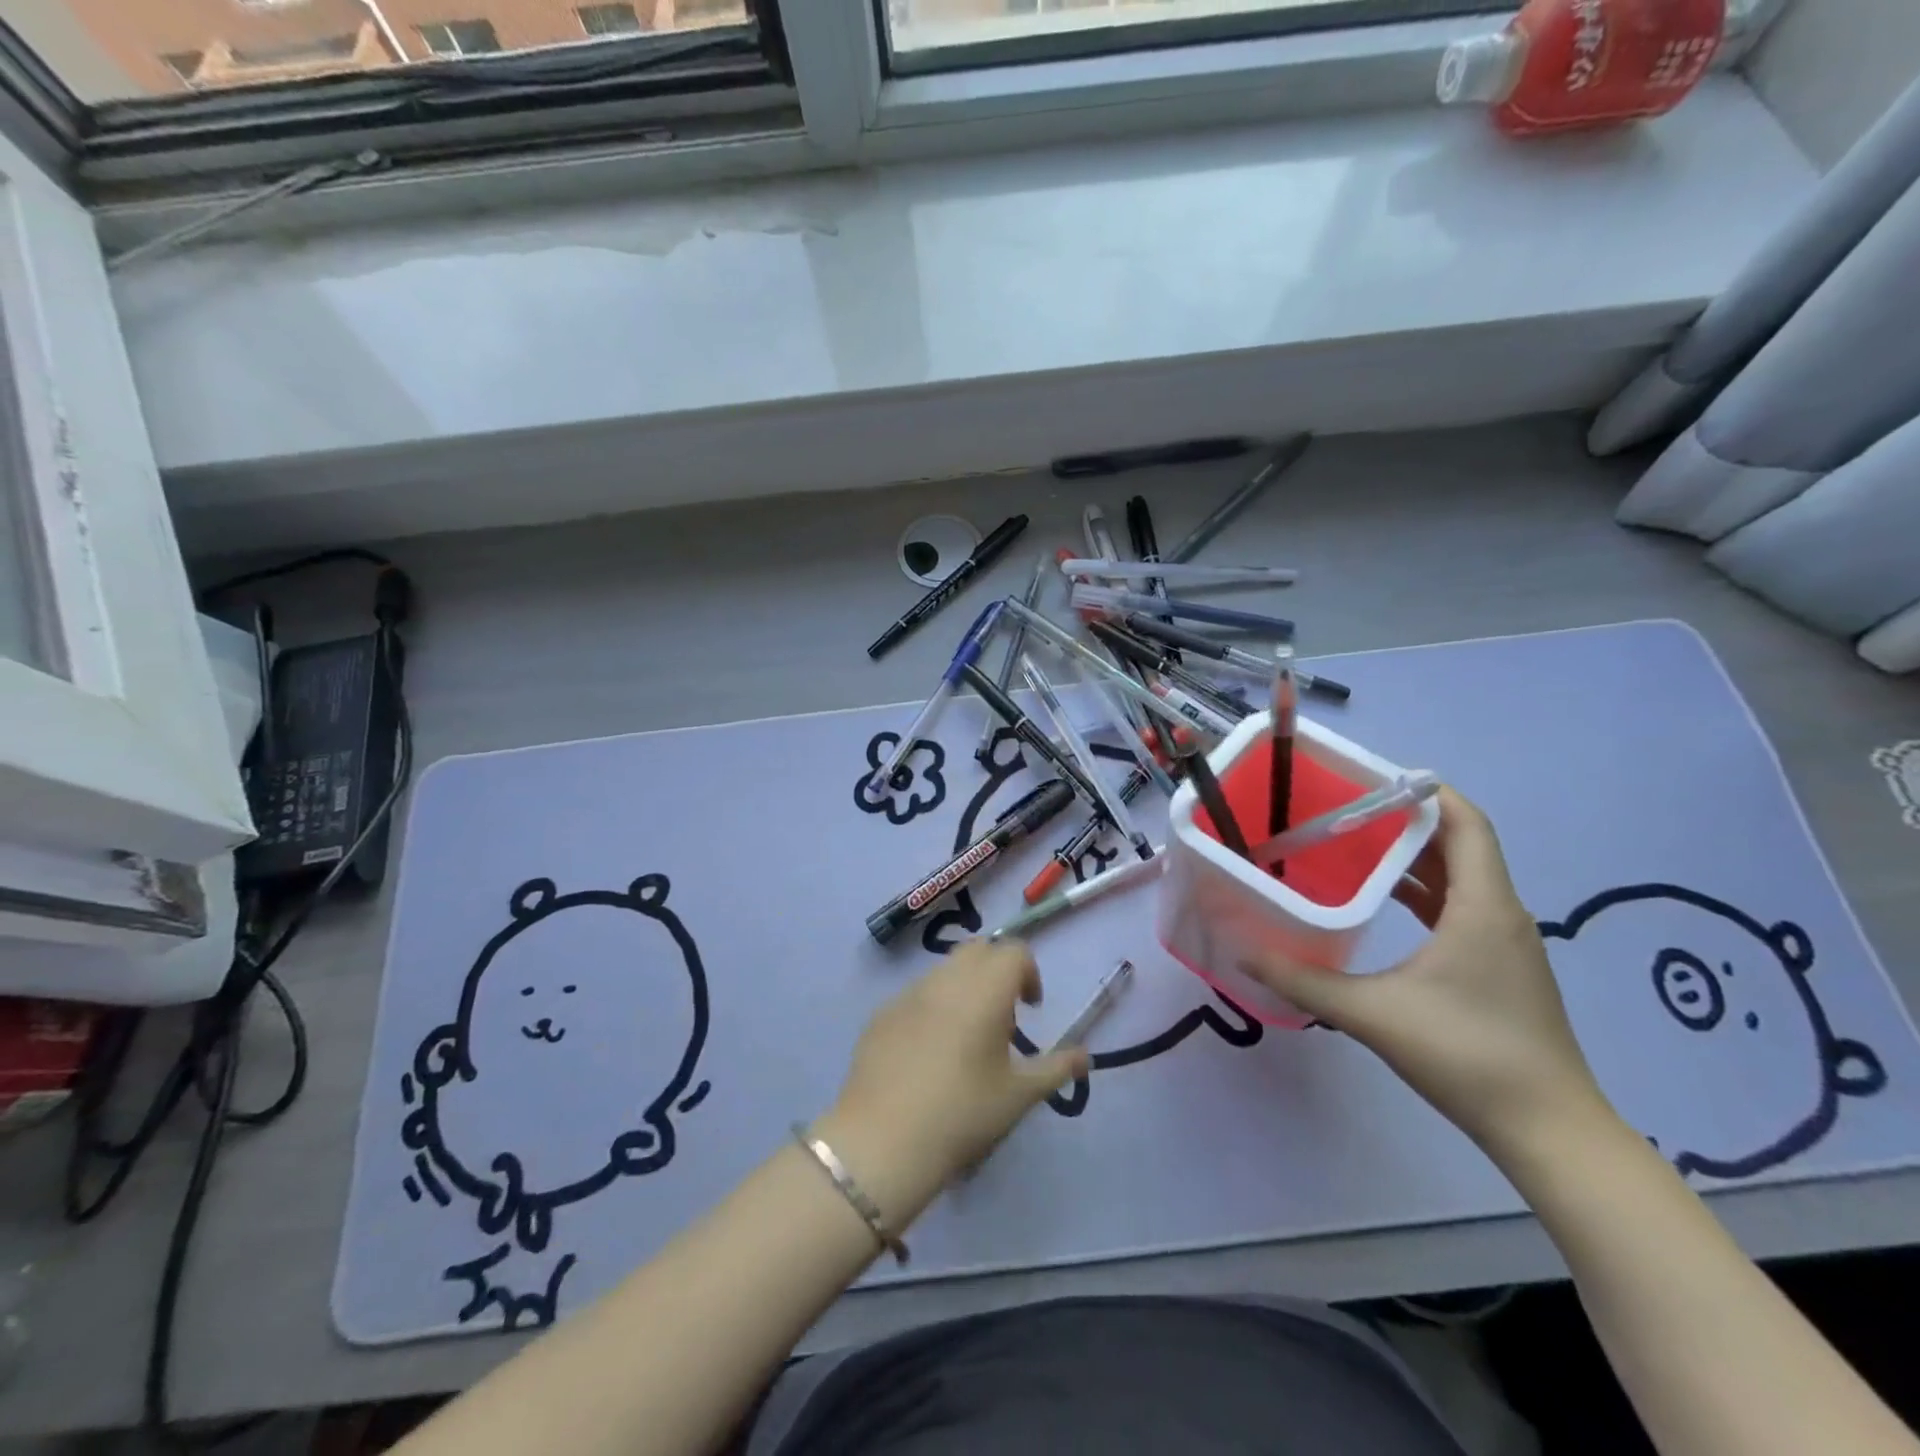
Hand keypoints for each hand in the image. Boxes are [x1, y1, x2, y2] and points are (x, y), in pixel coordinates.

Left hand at [815, 942, 1086, 1222]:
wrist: (883, 1140)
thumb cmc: (963, 1113)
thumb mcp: (1019, 1095)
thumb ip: (1056, 1068)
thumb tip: (1084, 1056)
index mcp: (984, 990)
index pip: (1014, 951)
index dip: (1028, 973)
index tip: (1030, 1009)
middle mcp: (946, 979)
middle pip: (978, 949)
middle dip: (996, 970)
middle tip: (1001, 1017)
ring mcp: (908, 993)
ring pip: (944, 970)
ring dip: (963, 987)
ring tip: (966, 1038)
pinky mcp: (881, 1013)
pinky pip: (915, 995)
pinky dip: (932, 1008)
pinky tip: (928, 1054)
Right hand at [1244, 786, 1612, 1162]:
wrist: (1549, 1131)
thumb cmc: (1467, 1055)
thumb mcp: (1372, 1014)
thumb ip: (1303, 979)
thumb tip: (1244, 951)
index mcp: (1482, 907)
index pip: (1467, 823)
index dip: (1428, 792)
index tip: (1373, 778)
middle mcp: (1501, 913)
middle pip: (1461, 844)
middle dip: (1407, 820)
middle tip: (1346, 809)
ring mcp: (1505, 942)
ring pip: (1461, 877)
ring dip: (1414, 856)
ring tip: (1355, 845)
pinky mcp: (1500, 967)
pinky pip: (1461, 906)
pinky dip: (1424, 891)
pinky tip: (1383, 901)